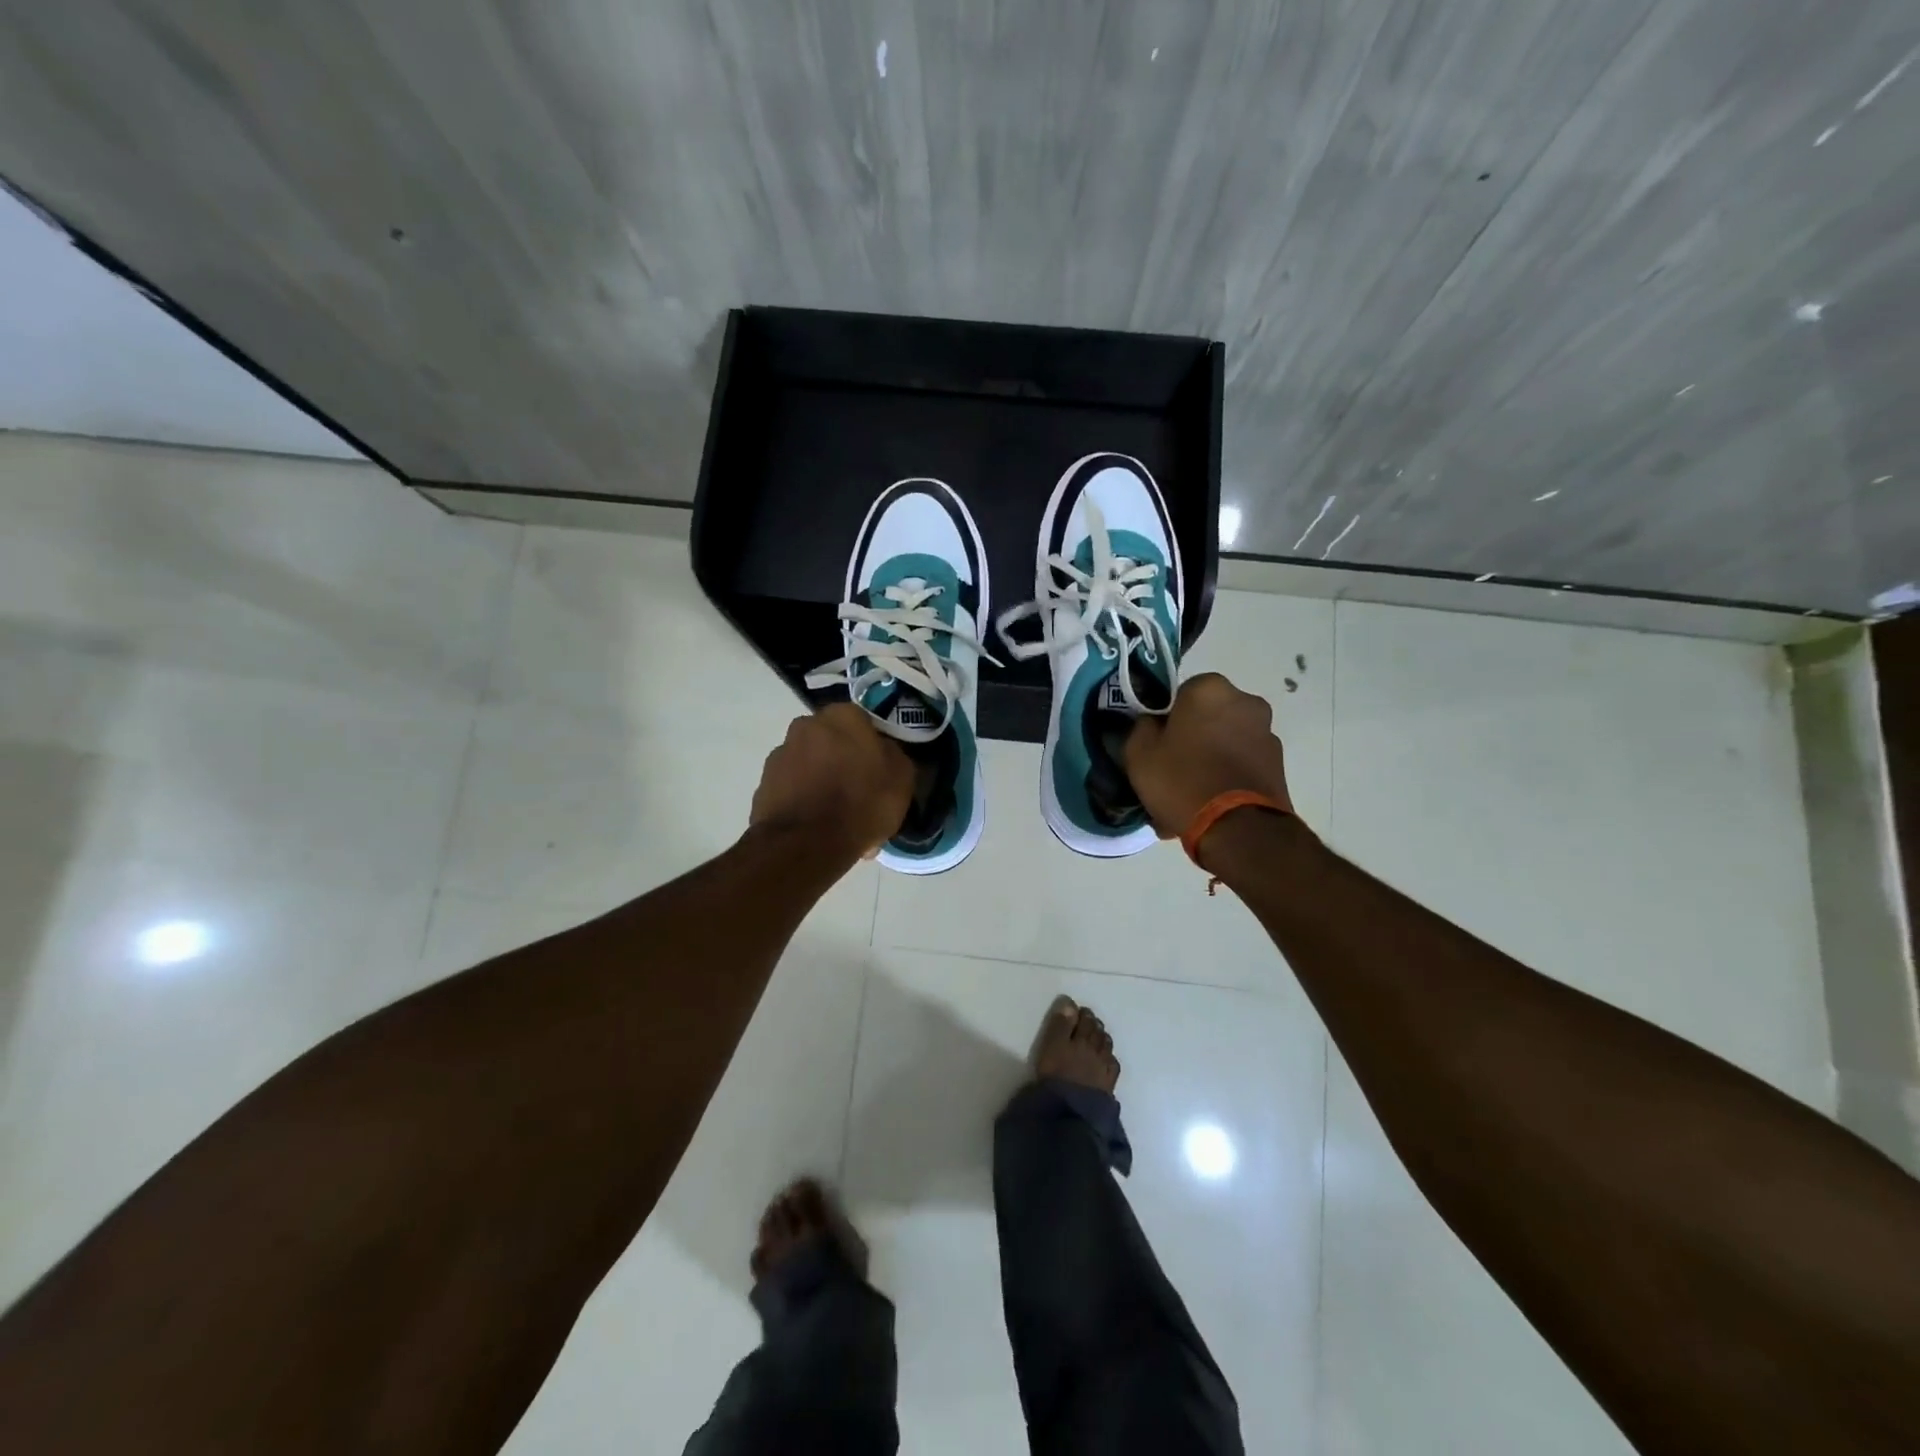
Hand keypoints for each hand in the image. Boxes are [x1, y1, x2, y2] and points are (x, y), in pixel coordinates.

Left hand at [750, 704, 913, 858]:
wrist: (806, 844)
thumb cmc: (861, 803)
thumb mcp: (901, 778)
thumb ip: (893, 754)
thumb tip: (883, 751)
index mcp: (842, 716)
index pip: (863, 722)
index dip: (872, 747)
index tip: (880, 771)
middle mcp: (806, 725)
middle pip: (833, 742)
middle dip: (843, 762)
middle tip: (859, 793)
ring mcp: (780, 754)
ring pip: (811, 765)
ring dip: (822, 782)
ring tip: (838, 818)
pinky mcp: (763, 784)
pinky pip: (794, 789)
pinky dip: (804, 802)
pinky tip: (818, 827)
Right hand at [1123, 672, 1293, 837]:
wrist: (1238, 829)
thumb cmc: (1182, 780)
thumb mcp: (1139, 753)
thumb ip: (1142, 728)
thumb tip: (1153, 724)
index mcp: (1210, 689)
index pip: (1180, 694)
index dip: (1166, 720)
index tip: (1156, 745)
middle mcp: (1246, 702)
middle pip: (1207, 718)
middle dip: (1191, 740)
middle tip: (1171, 771)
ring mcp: (1267, 733)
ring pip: (1225, 743)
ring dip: (1209, 761)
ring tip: (1189, 797)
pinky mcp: (1279, 765)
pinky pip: (1240, 765)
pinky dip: (1226, 778)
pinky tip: (1208, 807)